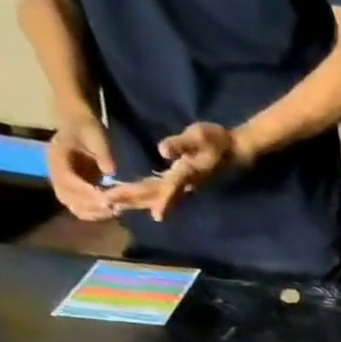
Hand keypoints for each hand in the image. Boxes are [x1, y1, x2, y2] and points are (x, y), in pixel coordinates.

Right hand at [46, 113, 115, 221]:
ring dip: (95, 213)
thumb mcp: (94, 133)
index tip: (107, 199)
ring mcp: (62, 184)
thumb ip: (101, 151)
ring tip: (114, 210)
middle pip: (69, 198)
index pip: (67, 181)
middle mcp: (55, 173)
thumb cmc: (85, 128)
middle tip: (115, 207)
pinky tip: (110, 211)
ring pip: (75, 207)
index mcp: (55, 157)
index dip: (86, 193)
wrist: (77, 125)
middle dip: (92, 206)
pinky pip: (81, 209)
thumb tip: (110, 171)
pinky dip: (95, 214)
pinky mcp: (72, 192)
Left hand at [109, 122, 252, 222]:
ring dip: (134, 202)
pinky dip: (143, 197)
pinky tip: (132, 198)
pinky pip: (158, 194)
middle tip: (106, 203)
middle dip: (130, 199)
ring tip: (113, 204)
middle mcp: (180, 185)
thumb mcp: (201, 137)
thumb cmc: (218, 142)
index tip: (124, 200)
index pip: (162, 188)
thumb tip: (162, 150)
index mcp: (184, 174)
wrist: (235, 153)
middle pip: (152, 195)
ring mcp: (180, 186)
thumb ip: (182, 144)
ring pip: (154, 197)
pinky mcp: (179, 184)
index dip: (140, 193)